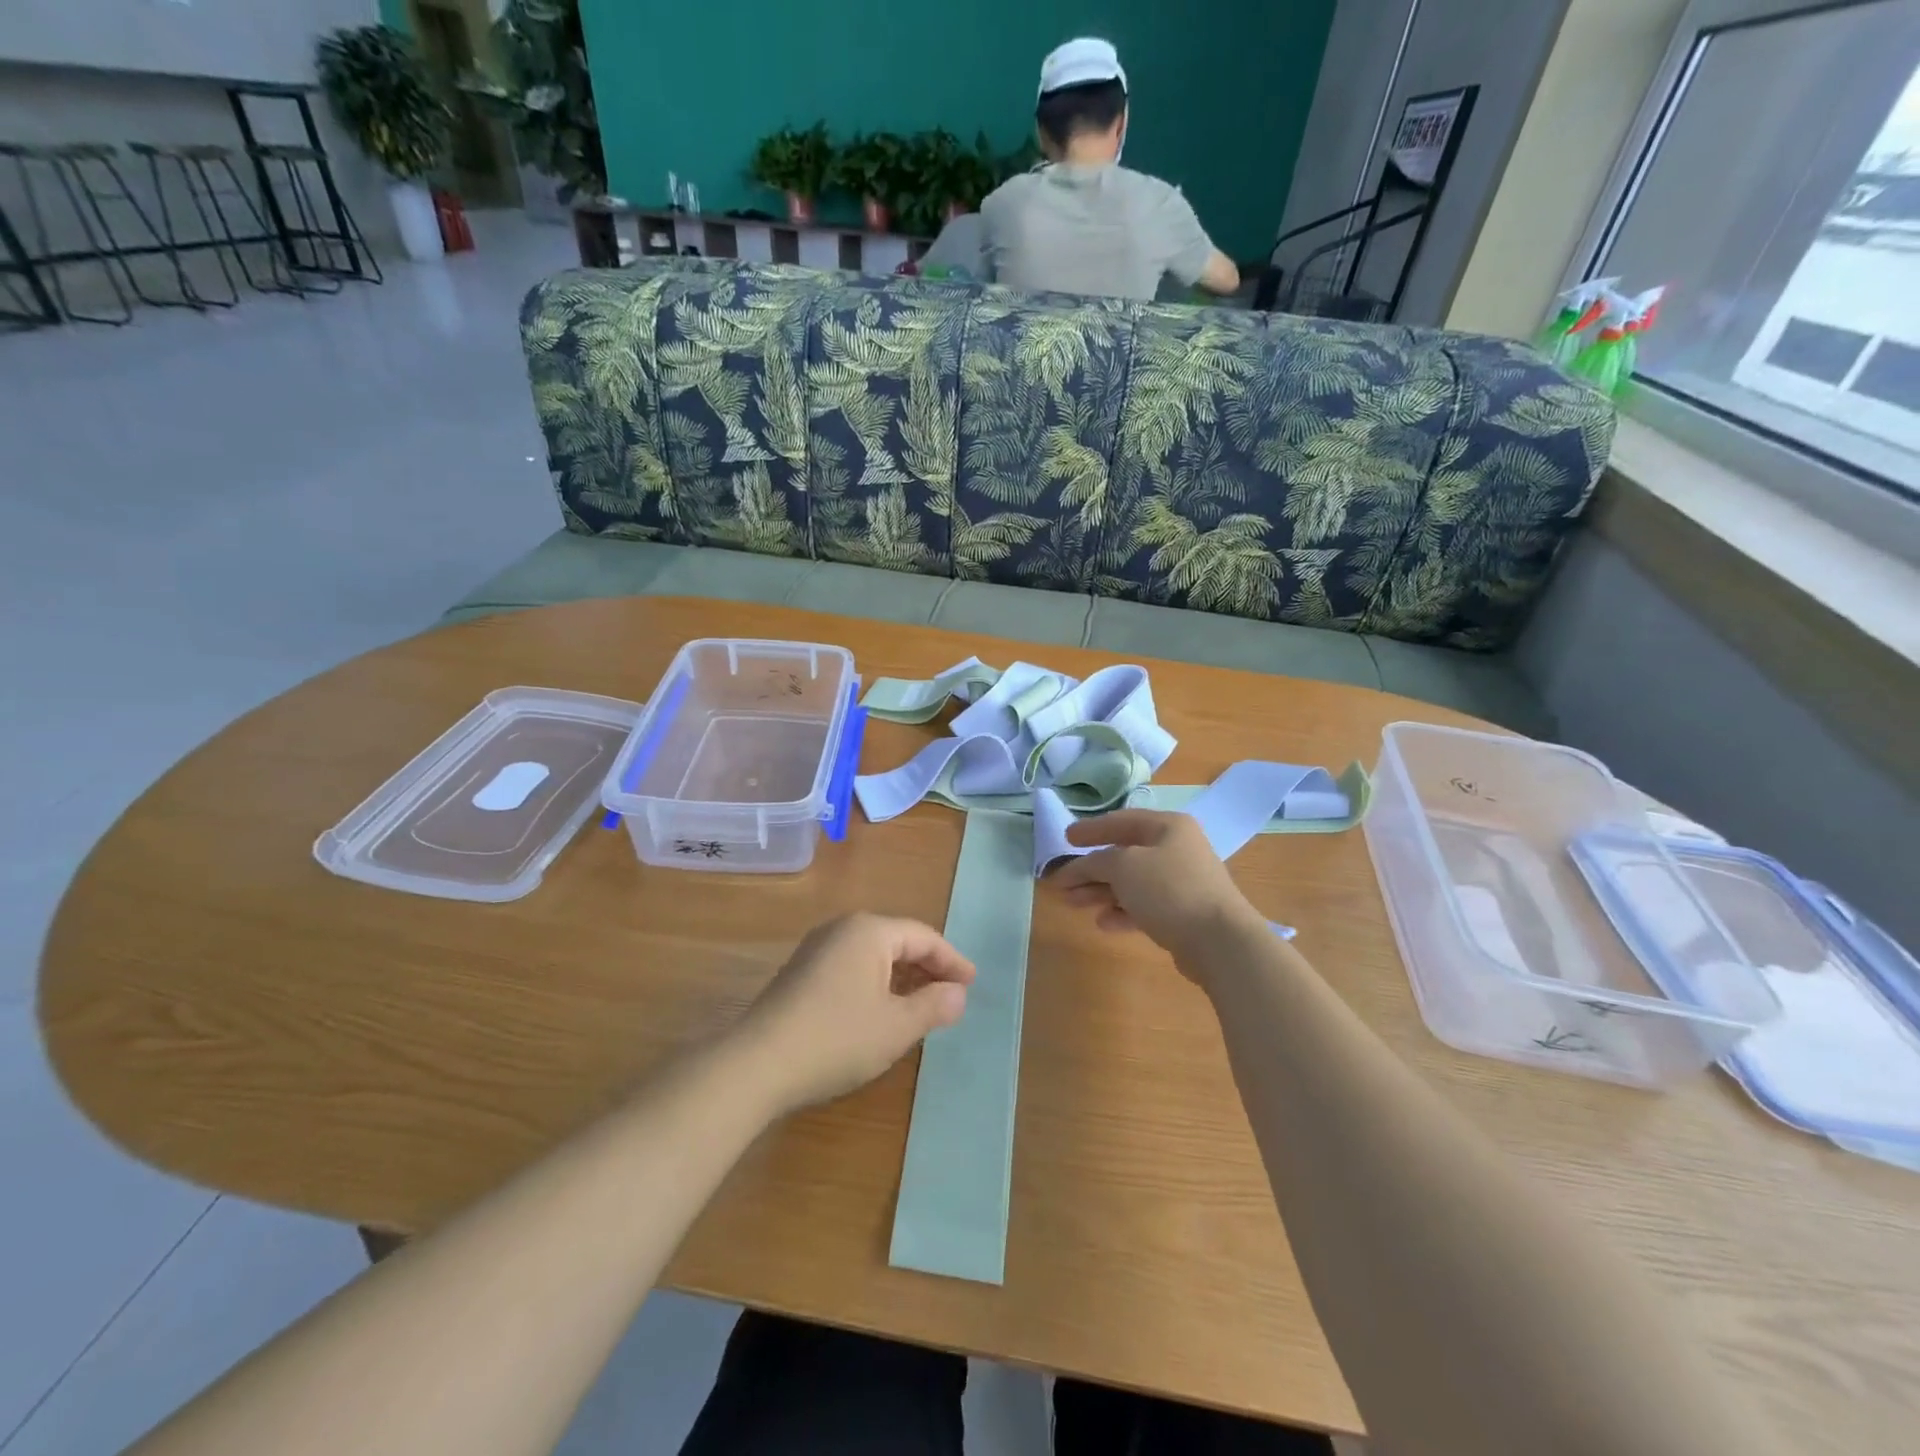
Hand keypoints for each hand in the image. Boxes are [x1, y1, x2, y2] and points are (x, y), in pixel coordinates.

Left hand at [740, 914, 975, 1113]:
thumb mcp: (896, 1027)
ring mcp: (817, 950)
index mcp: (869, 931)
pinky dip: (876, 984)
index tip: (972, 983)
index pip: (923, 937)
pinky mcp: (801, 973)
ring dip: (902, 978)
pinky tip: (882, 1011)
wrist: (756, 1065)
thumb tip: (958, 993)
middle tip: (952, 994)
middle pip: (897, 941)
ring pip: (873, 956)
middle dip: (927, 967)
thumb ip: (934, 1006)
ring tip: (923, 1005)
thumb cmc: (837, 1039)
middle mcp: (842, 929)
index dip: (952, 960)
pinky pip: (852, 967)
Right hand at [1054, 810, 1262, 967]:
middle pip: (1124, 854)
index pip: (1121, 821)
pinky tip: (1102, 923)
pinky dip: (1122, 911)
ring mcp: (1182, 882)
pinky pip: (1144, 906)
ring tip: (1072, 904)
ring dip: (1101, 892)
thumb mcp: (1123, 866)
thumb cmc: (1169, 889)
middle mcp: (1177, 849)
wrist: (1219, 941)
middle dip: (1091, 869)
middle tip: (1062, 881)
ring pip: (1132, 883)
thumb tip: (1078, 867)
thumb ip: (1095, 862)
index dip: (1091, 829)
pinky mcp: (1183, 914)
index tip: (1065, 838)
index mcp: (1168, 826)